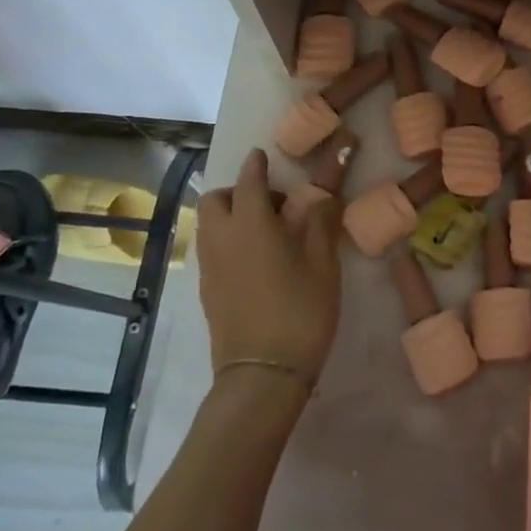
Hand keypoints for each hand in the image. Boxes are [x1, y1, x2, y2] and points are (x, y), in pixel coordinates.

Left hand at [196, 149, 340, 384]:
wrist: (263, 374)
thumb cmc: (301, 312)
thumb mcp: (324, 265)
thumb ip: (322, 222)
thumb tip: (323, 194)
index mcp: (252, 224)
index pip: (249, 180)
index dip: (256, 165)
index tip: (262, 155)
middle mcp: (222, 238)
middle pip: (216, 199)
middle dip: (236, 191)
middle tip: (270, 204)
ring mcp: (209, 266)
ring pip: (209, 224)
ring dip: (230, 215)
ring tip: (264, 232)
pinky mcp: (206, 291)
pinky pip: (211, 249)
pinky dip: (227, 240)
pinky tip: (254, 261)